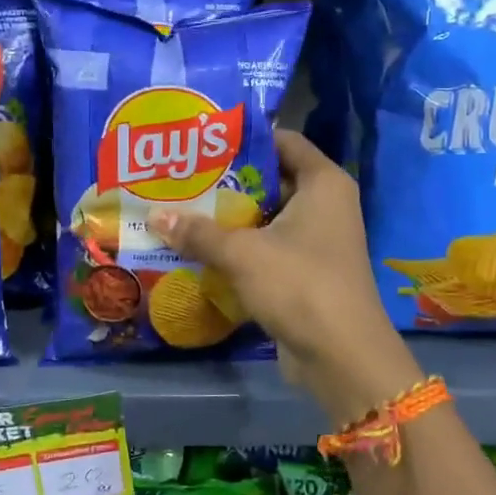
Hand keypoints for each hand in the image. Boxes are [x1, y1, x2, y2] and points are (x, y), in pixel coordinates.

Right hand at [147, 130, 418, 420]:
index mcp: (322, 182)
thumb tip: (153, 215)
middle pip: (270, 178)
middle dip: (227, 180)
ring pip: (267, 215)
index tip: (200, 141)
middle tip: (181, 176)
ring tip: (181, 208)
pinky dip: (240, 246)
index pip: (281, 140)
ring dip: (229, 217)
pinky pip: (268, 246)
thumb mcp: (242, 253)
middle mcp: (325, 203)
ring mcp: (318, 239)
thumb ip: (198, 232)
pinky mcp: (307, 270)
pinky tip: (201, 248)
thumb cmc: (299, 285)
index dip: (242, 138)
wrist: (341, 356)